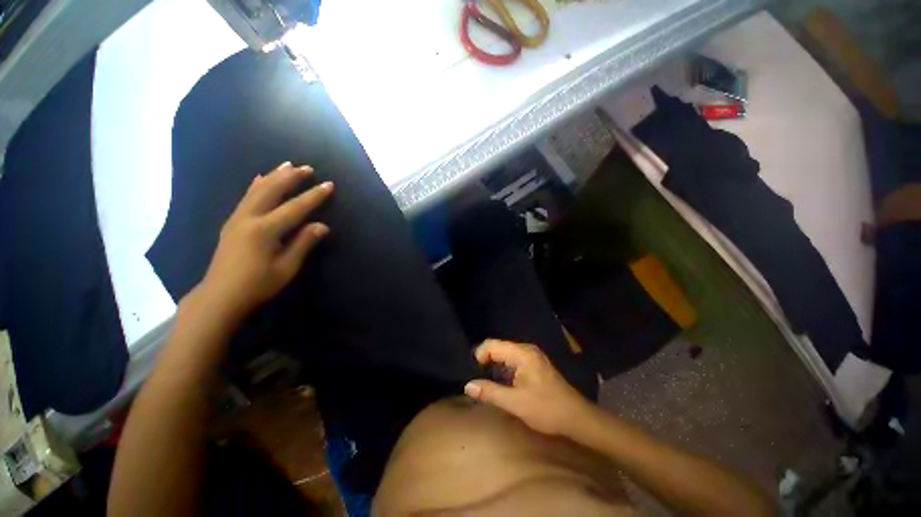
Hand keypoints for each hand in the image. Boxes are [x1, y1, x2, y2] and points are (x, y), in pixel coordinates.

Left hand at [197, 162, 332, 318]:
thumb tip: (322, 226)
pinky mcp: (232, 222)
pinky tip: (261, 178)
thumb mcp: (286, 267)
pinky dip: (257, 184)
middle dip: (291, 177)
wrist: (220, 295)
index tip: (328, 185)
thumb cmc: (257, 284)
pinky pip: (247, 197)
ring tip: (287, 164)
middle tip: (307, 168)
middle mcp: (249, 218)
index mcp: (265, 230)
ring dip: (274, 176)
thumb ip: (303, 243)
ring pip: (257, 190)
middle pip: (272, 191)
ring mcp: (237, 218)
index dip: (313, 196)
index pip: (295, 208)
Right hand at [464, 339, 595, 435]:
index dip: (479, 355)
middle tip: (477, 378)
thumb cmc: (546, 409)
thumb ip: (490, 392)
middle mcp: (526, 349)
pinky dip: (503, 368)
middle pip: (498, 347)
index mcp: (522, 353)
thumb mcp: (515, 403)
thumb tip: (467, 385)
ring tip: (485, 381)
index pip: (492, 344)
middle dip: (485, 360)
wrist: (576, 417)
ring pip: (505, 353)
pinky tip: (501, 382)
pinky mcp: (534, 363)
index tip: (473, 373)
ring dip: (494, 365)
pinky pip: (512, 359)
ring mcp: (531, 355)